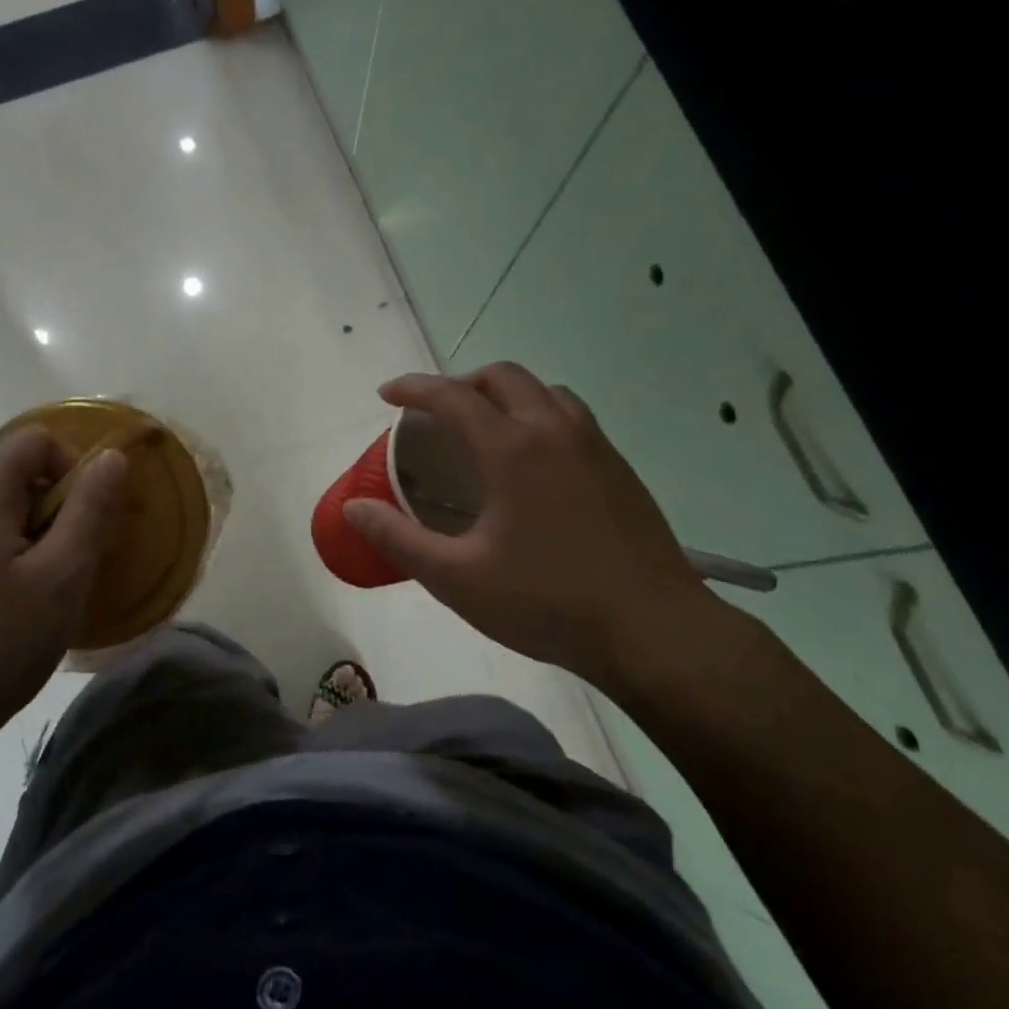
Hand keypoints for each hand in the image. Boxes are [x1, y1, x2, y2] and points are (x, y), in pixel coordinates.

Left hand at [0, 427, 126, 759]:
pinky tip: (5, 607)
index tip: (88, 520)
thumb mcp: (62, 578)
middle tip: (70, 563)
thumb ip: (90, 510)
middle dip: (53, 505)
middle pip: (10, 471)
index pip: (35, 439)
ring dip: (28, 533)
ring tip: (41, 590)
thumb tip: (112, 458)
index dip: (74, 466)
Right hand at [344, 364, 728, 695]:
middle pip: (503, 377)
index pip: (453, 397)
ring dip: (505, 395)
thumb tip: (354, 507)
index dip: (413, 388)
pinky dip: (538, 416)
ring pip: (544, 391)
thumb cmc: (547, 603)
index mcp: (512, 450)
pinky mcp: (619, 469)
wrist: (653, 630)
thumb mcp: (456, 579)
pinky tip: (532, 463)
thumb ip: (398, 539)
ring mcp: (595, 447)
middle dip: (461, 383)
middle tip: (435, 414)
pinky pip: (571, 417)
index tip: (386, 394)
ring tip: (483, 430)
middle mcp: (555, 432)